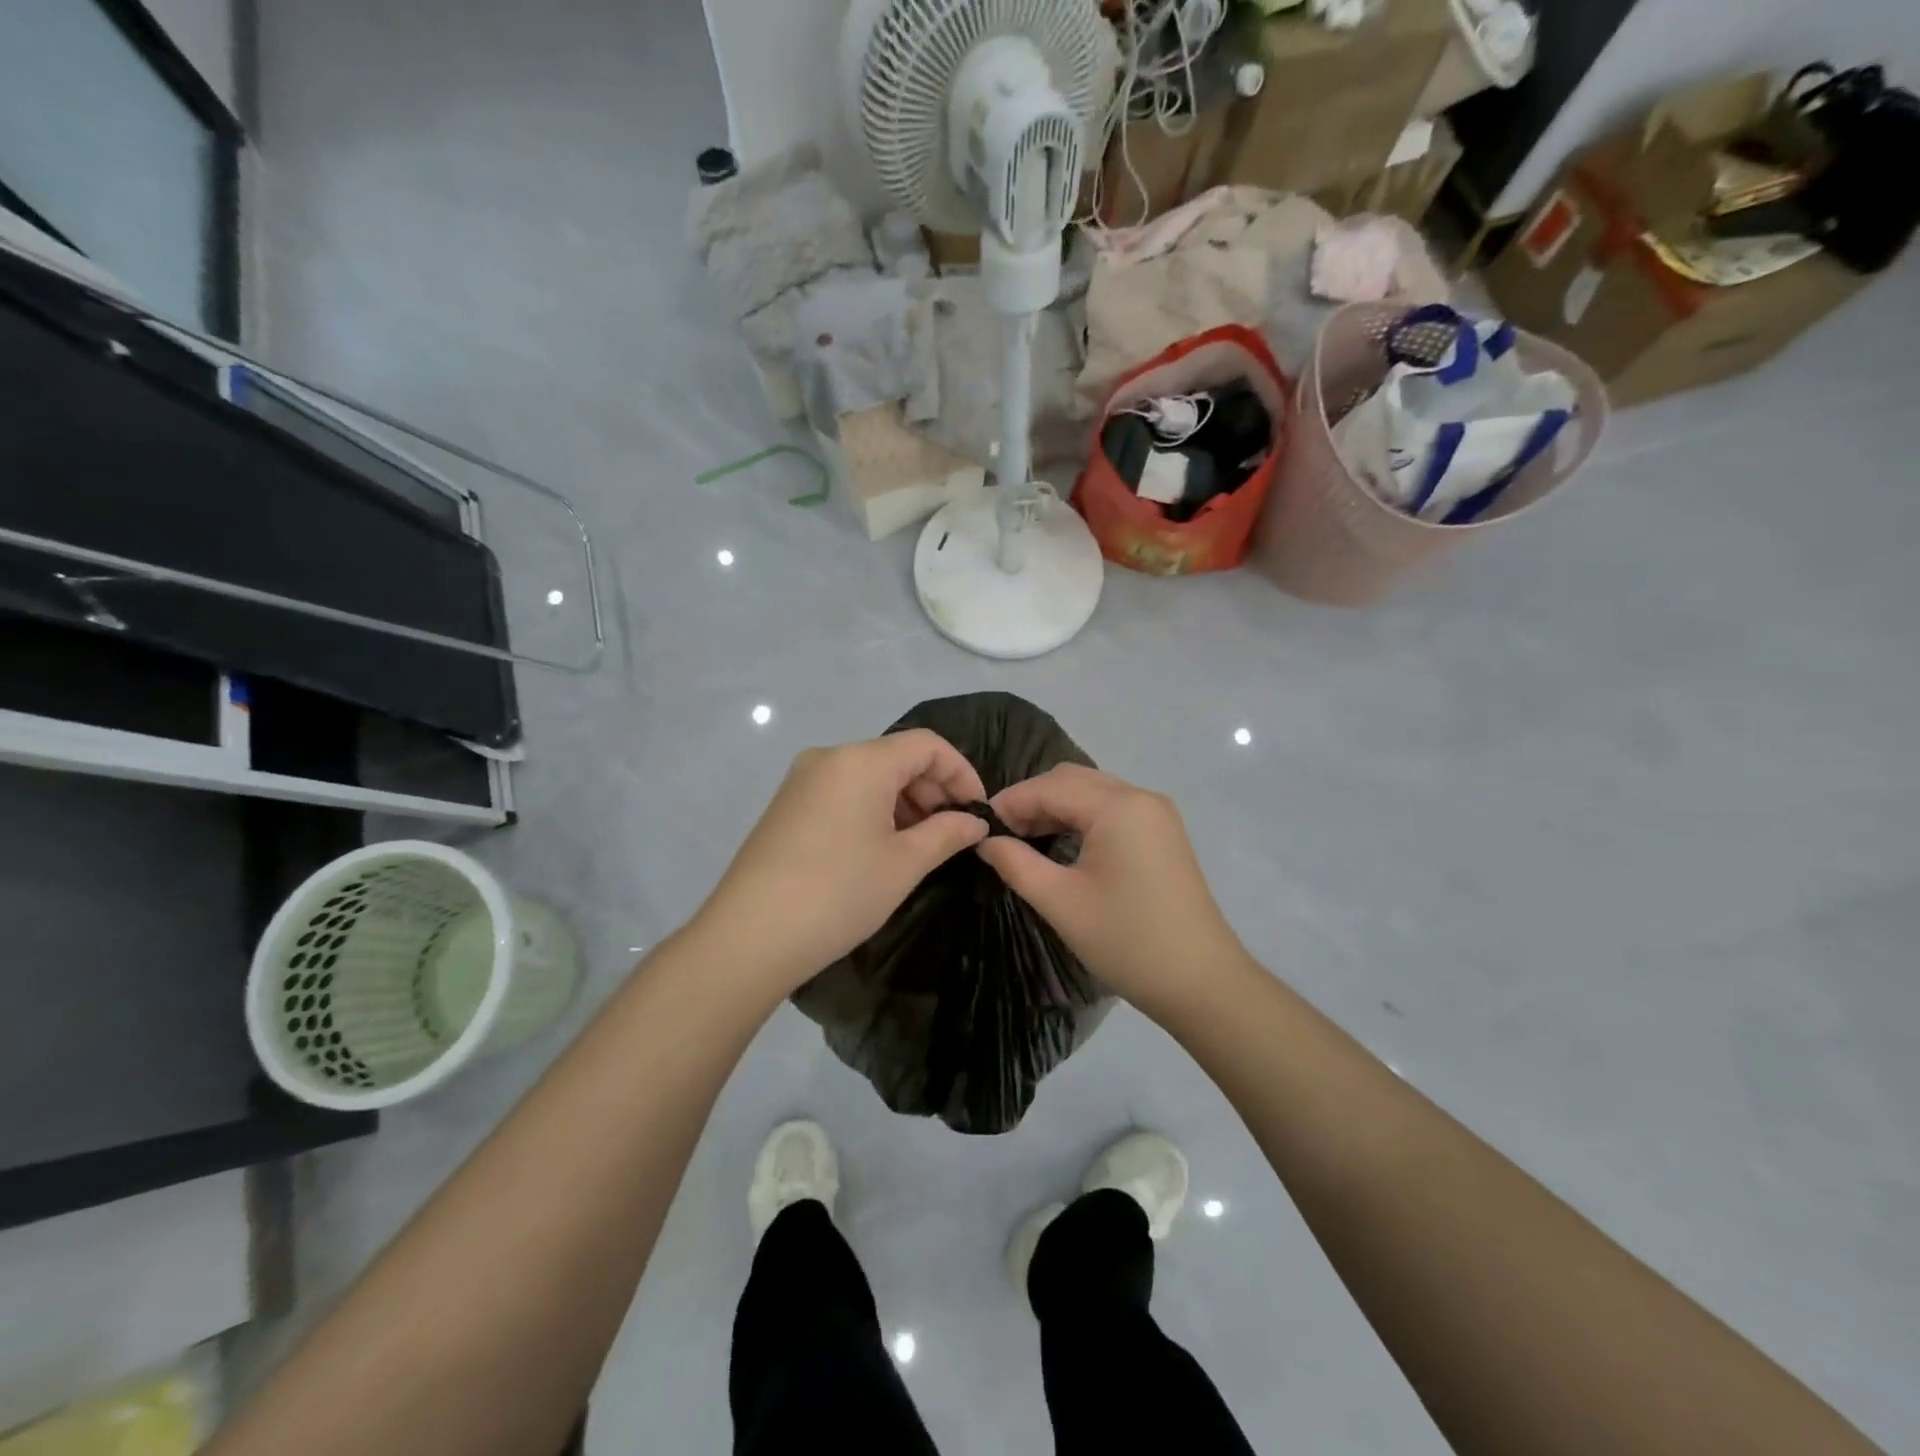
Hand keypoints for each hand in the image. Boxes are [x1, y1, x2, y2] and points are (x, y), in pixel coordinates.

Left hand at [689, 730, 988, 996]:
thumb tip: (976, 822)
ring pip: (869, 775)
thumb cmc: (839, 893)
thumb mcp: (904, 864)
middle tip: (953, 833)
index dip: (961, 773)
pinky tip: (881, 847)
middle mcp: (829, 757)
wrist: (749, 936)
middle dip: (933, 789)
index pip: (927, 745)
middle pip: (897, 757)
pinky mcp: (787, 806)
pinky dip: (873, 809)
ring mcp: (802, 781)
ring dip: (904, 801)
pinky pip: (843, 792)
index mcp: (861, 761)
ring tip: (921, 845)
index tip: (978, 813)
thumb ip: (947, 834)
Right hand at [976, 764, 1246, 1015]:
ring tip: (1024, 839)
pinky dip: (1081, 818)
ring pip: (1093, 792)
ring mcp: (1156, 814)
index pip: (1050, 786)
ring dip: (1056, 807)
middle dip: (1033, 800)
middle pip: (1073, 779)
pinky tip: (1060, 843)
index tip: (978, 826)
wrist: (1201, 981)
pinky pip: (1112, 809)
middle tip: (1001, 834)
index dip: (1011, 801)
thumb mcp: (1061, 902)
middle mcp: (1140, 797)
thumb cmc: (1127, 941)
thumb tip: (984, 840)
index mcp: (1119, 806)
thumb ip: (1016, 863)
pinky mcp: (1163, 833)